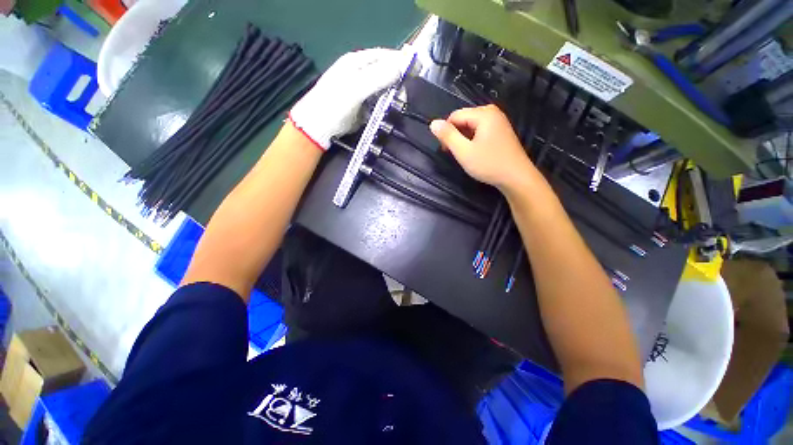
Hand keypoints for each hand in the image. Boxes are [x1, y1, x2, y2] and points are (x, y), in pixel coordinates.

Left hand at [290, 48, 409, 149]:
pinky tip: (391, 111)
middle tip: (407, 92)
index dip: (400, 61)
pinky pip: (379, 103)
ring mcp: (361, 91)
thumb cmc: (334, 104)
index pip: (384, 56)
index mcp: (356, 62)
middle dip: (398, 80)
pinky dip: (386, 106)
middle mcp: (360, 73)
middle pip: (385, 72)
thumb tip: (403, 65)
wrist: (318, 128)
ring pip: (383, 89)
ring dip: (393, 95)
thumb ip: (378, 77)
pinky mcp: (362, 106)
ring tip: (401, 102)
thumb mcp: (355, 88)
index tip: (417, 70)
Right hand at [429, 105, 536, 190]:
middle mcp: (492, 112)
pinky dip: (474, 140)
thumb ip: (448, 136)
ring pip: (472, 125)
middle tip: (457, 153)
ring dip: (464, 139)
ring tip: (466, 154)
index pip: (455, 115)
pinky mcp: (501, 131)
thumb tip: (433, 123)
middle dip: (456, 135)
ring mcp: (499, 121)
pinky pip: (481, 130)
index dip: (446, 132)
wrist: (516, 177)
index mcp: (483, 114)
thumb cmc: (489, 164)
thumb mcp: (464, 151)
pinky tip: (476, 152)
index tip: (446, 150)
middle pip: (464, 119)